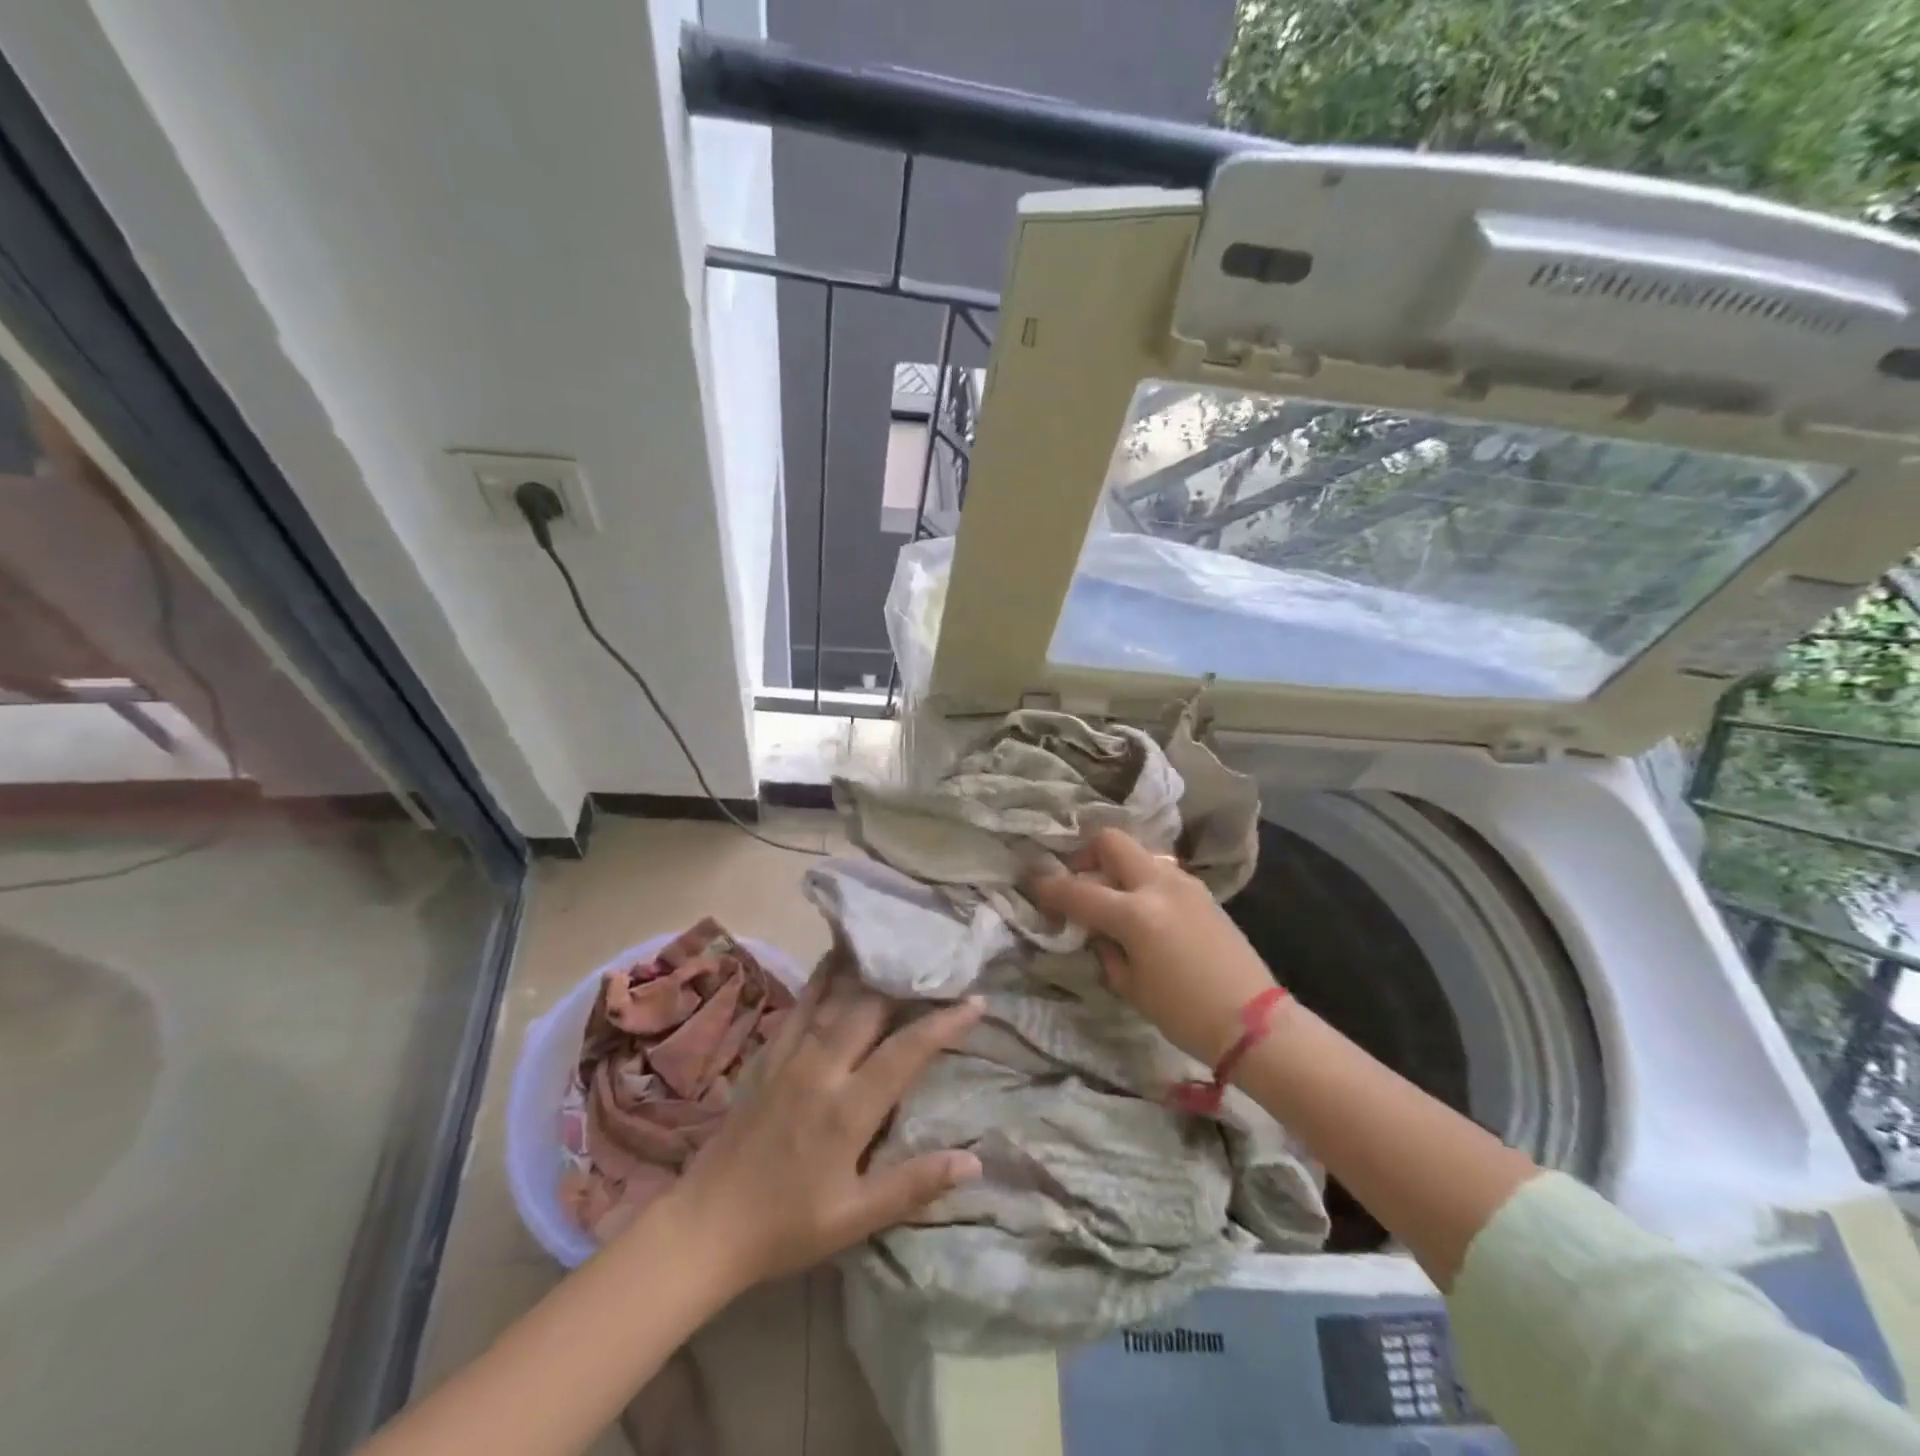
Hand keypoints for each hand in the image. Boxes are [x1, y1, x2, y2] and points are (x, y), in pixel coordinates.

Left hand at [662, 969, 983, 1289]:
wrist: (706, 1224)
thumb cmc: (786, 1226)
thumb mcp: (855, 1218)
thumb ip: (914, 1185)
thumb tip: (975, 1160)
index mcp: (847, 1109)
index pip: (906, 1052)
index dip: (943, 1023)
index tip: (975, 1001)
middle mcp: (821, 1069)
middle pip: (869, 1009)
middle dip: (906, 982)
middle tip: (937, 961)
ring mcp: (790, 1056)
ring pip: (834, 997)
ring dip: (866, 969)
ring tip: (892, 942)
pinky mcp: (768, 1055)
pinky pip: (800, 1006)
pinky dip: (822, 978)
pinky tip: (834, 959)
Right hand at [1027, 827, 1278, 1063]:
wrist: (1255, 1022)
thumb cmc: (1185, 1013)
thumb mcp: (1130, 986)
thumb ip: (1105, 948)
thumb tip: (1095, 930)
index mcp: (1135, 914)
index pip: (1079, 890)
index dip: (1049, 886)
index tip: (1033, 884)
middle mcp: (1158, 885)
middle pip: (1112, 842)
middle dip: (1086, 854)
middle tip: (1078, 881)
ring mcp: (1184, 883)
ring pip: (1139, 852)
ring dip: (1117, 865)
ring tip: (1110, 896)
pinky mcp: (1202, 891)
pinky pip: (1160, 870)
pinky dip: (1141, 879)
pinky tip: (1141, 908)